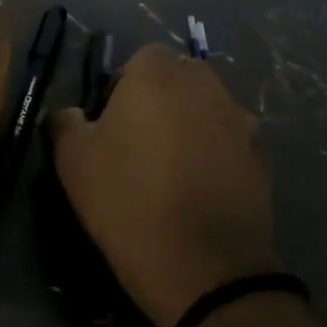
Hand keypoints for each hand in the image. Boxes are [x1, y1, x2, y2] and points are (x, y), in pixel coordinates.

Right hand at [49, 44, 277, 326]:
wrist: (203, 266)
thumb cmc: (128, 200)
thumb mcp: (73, 161)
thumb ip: (65, 122)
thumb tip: (68, 113)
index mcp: (158, 73)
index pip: (139, 60)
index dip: (121, 89)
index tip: (109, 127)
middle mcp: (205, 83)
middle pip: (176, 80)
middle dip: (158, 103)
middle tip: (136, 147)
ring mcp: (240, 118)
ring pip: (205, 109)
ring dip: (189, 126)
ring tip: (170, 172)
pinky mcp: (261, 155)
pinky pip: (228, 142)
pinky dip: (214, 155)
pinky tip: (198, 192)